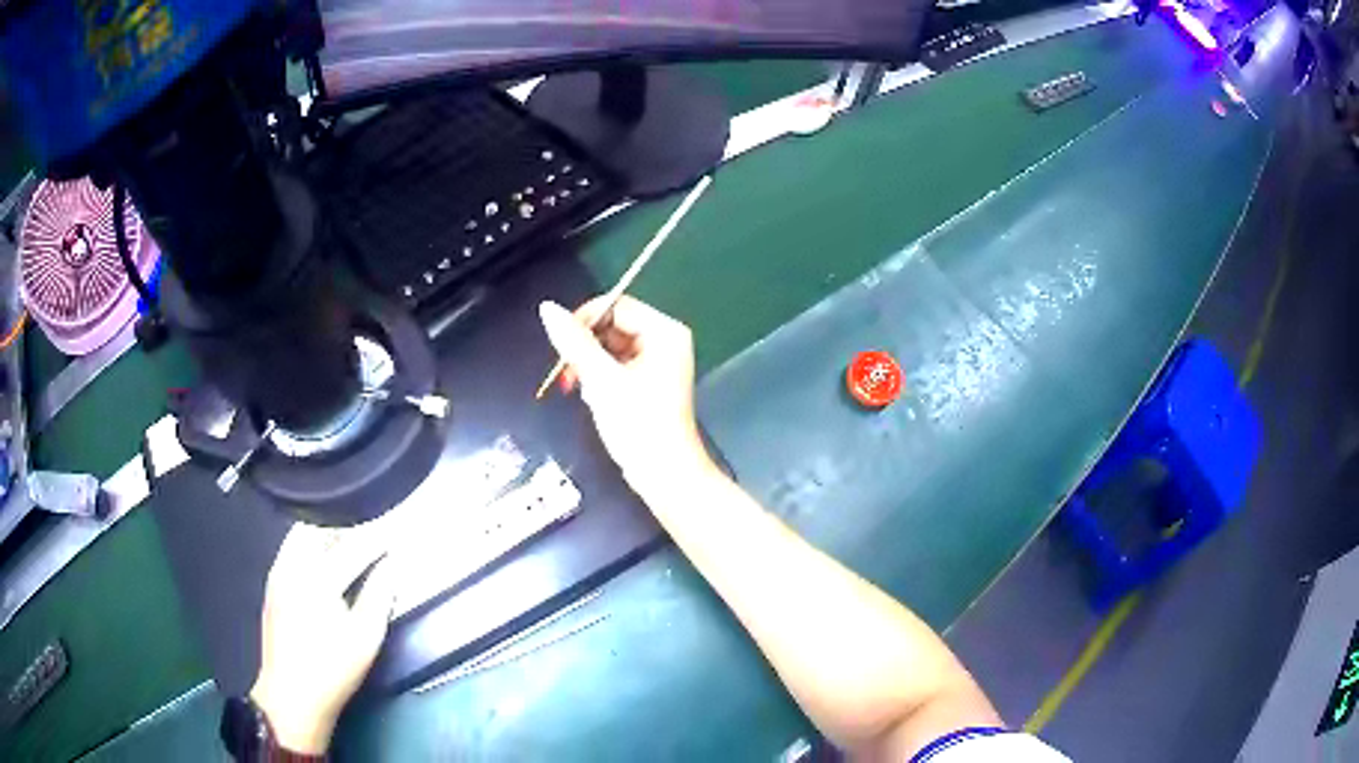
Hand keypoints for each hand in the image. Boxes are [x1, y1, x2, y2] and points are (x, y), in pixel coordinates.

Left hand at [250, 524, 394, 754]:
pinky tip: (322, 559)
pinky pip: (291, 549)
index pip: (352, 547)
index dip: (377, 538)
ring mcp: (278, 573)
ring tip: (347, 539)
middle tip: (368, 530)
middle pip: (318, 528)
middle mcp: (292, 566)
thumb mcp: (366, 637)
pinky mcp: (272, 584)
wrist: (291, 695)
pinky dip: (309, 544)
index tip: (395, 530)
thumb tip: (392, 566)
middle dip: (344, 524)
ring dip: (324, 531)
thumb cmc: (333, 669)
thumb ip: (379, 596)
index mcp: (317, 578)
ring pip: (300, 535)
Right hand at [539, 296, 714, 491]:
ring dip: (590, 365)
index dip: (585, 319)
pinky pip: (616, 366)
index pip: (617, 306)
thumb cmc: (638, 424)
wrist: (663, 473)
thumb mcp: (601, 379)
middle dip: (586, 347)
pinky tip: (592, 398)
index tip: (560, 342)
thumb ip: (573, 342)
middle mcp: (665, 341)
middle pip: (613, 326)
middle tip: (567, 373)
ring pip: (610, 348)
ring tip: (578, 388)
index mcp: (664, 332)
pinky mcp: (648, 383)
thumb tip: (547, 308)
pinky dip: (600, 378)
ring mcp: (658, 363)